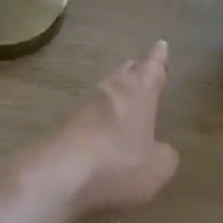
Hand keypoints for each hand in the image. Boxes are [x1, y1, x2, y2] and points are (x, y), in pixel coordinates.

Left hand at [29, 42, 179, 218]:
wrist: (58, 177)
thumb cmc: (119, 164)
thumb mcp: (158, 168)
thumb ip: (164, 155)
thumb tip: (161, 150)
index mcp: (138, 92)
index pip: (152, 68)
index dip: (159, 59)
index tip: (160, 44)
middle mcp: (110, 92)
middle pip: (125, 74)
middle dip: (135, 71)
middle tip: (141, 69)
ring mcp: (82, 109)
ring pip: (104, 94)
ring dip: (114, 97)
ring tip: (123, 101)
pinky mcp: (62, 129)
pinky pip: (86, 120)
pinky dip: (96, 123)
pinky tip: (100, 135)